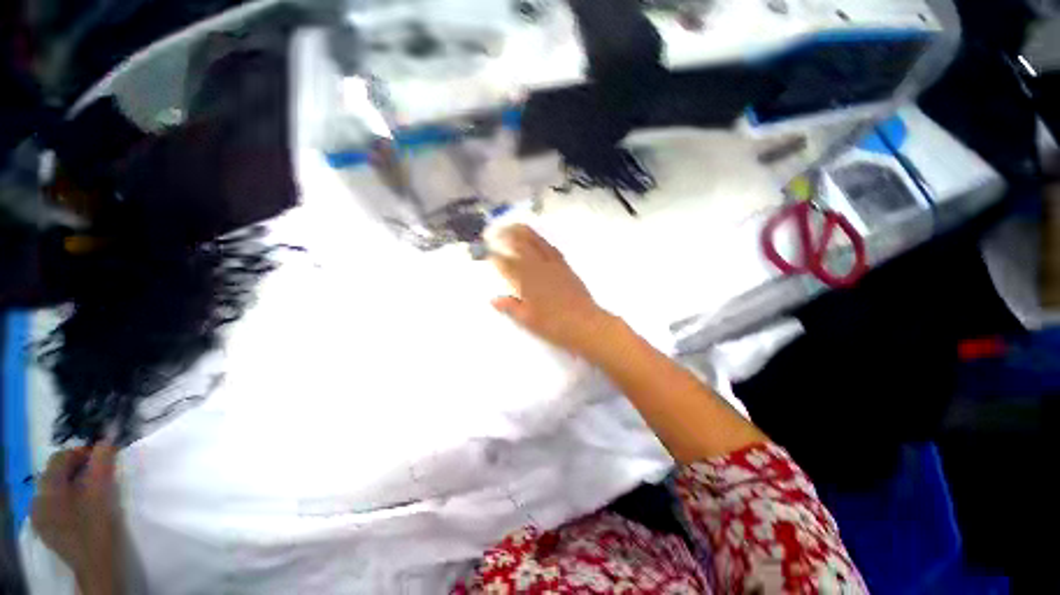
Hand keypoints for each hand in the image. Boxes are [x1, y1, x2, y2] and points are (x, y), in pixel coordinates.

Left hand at [32, 444, 120, 593]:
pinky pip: (52, 502)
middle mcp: (37, 499)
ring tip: (91, 489)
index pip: (60, 458)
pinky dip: (66, 496)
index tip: (101, 456)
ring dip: (72, 482)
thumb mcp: (101, 495)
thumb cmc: (97, 528)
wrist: (95, 566)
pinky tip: (79, 506)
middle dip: (76, 468)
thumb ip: (101, 464)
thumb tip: (107, 440)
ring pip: (54, 488)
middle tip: (98, 472)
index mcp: (48, 491)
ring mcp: (38, 516)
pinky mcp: (45, 526)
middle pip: (54, 473)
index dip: (80, 452)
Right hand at [488, 224, 616, 356]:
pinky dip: (543, 242)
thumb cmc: (554, 325)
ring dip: (526, 233)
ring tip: (516, 226)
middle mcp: (539, 269)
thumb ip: (510, 307)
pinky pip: (552, 250)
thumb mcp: (528, 320)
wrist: (584, 324)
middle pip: (522, 247)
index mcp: (527, 282)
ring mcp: (554, 266)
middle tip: (499, 229)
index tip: (488, 252)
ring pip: (538, 244)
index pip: (508, 265)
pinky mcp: (566, 268)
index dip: (497, 257)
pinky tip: (540, 241)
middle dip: (509, 236)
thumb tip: (493, 299)